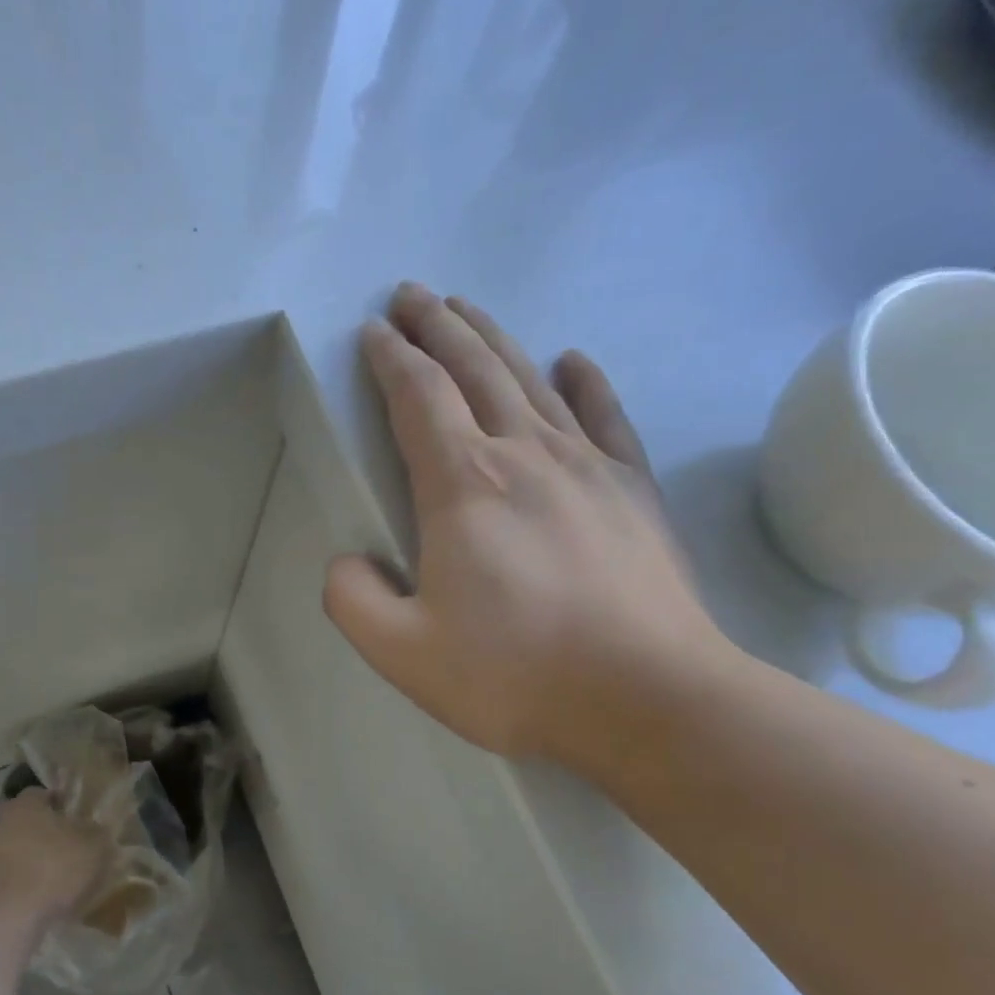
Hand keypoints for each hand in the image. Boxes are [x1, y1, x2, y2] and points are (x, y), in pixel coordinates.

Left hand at [0, 788, 115, 925]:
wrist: (8, 917)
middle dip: (51, 836)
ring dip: (39, 863)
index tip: (80, 820)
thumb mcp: (94, 846)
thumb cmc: (53, 867)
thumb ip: (97, 833)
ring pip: (21, 853)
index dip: (63, 805)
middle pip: (30, 824)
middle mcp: (2, 824)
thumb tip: (96, 830)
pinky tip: (47, 902)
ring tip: (65, 882)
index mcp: (25, 804)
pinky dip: (29, 887)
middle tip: (76, 851)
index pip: (43, 794)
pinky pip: (14, 880)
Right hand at [323, 282, 738, 774]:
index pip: (418, 398)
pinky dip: (586, 383)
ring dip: (494, 338)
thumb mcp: (402, 652)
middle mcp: (523, 454)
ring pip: (532, 379)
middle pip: (475, 369)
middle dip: (437, 326)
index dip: (391, 360)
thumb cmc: (514, 675)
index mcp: (462, 485)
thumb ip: (353, 600)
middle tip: (411, 295)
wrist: (647, 699)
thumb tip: (348, 563)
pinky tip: (574, 360)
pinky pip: (605, 417)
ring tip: (467, 308)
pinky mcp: (632, 491)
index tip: (372, 332)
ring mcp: (586, 467)